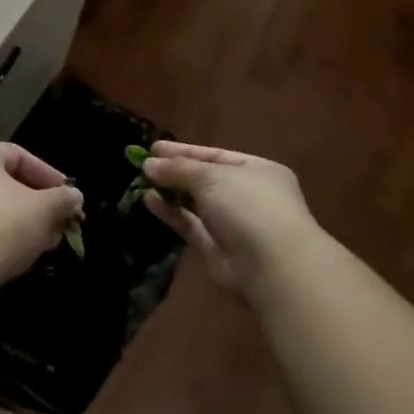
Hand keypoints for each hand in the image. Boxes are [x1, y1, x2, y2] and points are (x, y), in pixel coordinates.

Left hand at [0, 142, 82, 283]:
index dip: (48, 174)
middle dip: (39, 202)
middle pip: (6, 181)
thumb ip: (63, 198)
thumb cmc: (2, 226)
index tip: (69, 195)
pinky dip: (3, 236)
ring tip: (49, 240)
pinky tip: (24, 254)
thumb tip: (74, 197)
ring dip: (25, 221)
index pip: (19, 155)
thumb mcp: (44, 209)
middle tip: (61, 220)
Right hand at [141, 141, 320, 292]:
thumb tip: (149, 164)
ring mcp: (233, 223)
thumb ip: (178, 168)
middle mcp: (247, 195)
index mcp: (258, 171)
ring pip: (195, 203)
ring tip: (142, 181)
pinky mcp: (216, 247)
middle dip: (175, 172)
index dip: (184, 151)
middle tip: (144, 165)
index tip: (154, 148)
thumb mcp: (211, 176)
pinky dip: (171, 212)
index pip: (215, 155)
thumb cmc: (248, 205)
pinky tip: (150, 201)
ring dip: (170, 192)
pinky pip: (189, 224)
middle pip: (204, 179)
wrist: (270, 264)